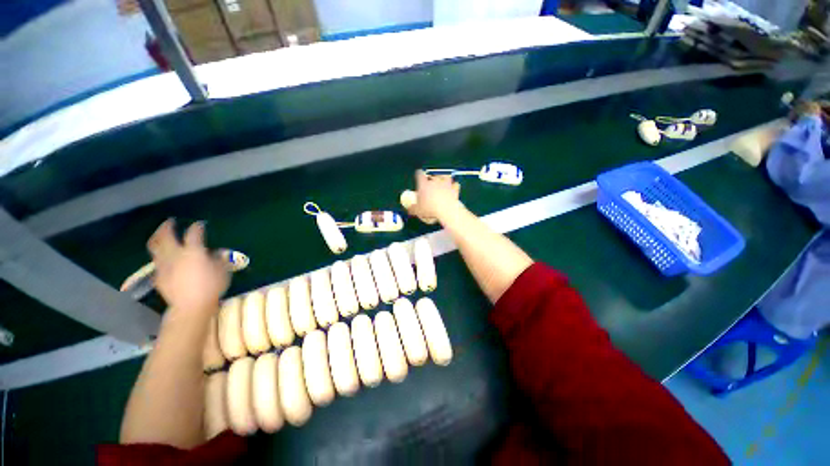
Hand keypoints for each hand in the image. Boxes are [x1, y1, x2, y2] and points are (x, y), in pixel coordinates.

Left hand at [147, 219, 229, 314]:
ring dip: (157, 238)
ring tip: (160, 235)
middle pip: (165, 235)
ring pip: (154, 246)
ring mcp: (163, 265)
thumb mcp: (223, 270)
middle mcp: (175, 254)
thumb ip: (218, 259)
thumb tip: (214, 253)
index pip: (194, 233)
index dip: (197, 227)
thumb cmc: (211, 286)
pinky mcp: (158, 276)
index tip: (200, 224)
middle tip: (170, 222)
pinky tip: (163, 257)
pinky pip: (156, 261)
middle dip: (166, 226)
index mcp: (193, 251)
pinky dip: (158, 255)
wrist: (191, 306)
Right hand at [409, 170, 461, 221]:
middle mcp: (434, 181)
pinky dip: (454, 186)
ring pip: (445, 176)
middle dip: (431, 179)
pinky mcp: (454, 188)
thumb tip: (409, 209)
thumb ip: (412, 208)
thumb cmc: (429, 209)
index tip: (419, 177)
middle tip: (430, 186)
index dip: (419, 175)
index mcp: (423, 184)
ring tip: (442, 183)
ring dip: (444, 179)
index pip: (419, 174)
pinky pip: (455, 184)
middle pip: (432, 175)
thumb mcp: (417, 211)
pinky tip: (453, 189)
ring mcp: (445, 183)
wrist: (446, 210)